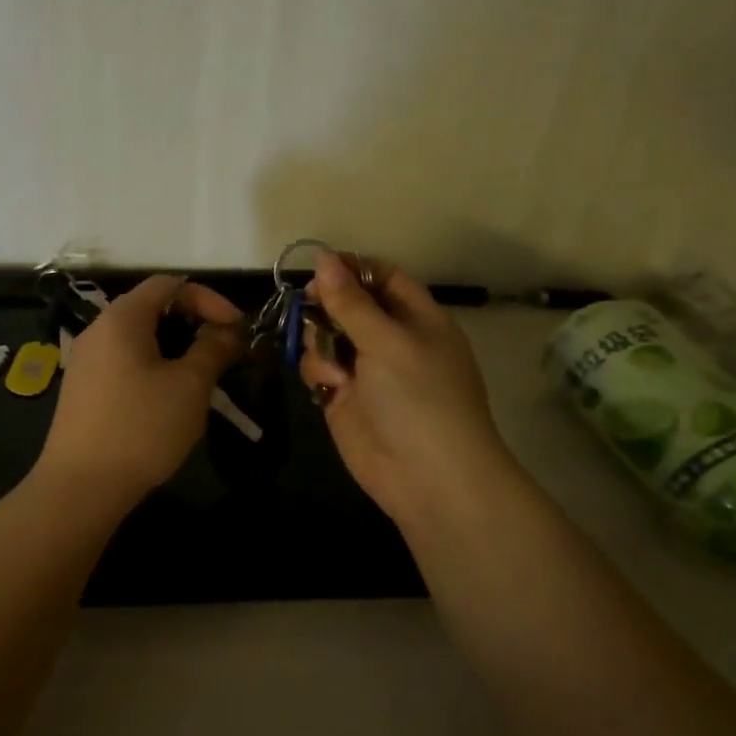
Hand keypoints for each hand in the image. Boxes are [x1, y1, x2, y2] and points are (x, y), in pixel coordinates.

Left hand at [36, 274, 244, 501]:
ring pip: (140, 339)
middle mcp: (99, 330)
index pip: (170, 284)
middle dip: (195, 324)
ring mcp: (87, 361)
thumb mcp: (189, 386)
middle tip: (225, 353)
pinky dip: (155, 367)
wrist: (80, 487)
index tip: (237, 329)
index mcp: (122, 318)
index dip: (209, 299)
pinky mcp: (84, 390)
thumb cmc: (141, 427)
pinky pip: (125, 362)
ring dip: (177, 349)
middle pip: (153, 308)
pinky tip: (171, 398)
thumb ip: (213, 349)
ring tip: (204, 377)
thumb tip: (227, 331)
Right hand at [299, 252, 518, 526]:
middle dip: (326, 305)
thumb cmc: (419, 398)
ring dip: (320, 341)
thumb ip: (350, 301)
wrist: (427, 477)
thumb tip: (324, 258)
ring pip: (326, 335)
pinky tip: (328, 386)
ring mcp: (366, 370)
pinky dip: (318, 370)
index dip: (352, 269)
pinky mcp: (344, 398)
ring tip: (333, 366)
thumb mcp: (387, 341)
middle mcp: (391, 340)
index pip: (383, 278)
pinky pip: (319, 368)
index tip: (318, 268)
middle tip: (308, 308)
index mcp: (418, 318)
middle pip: (348, 304)